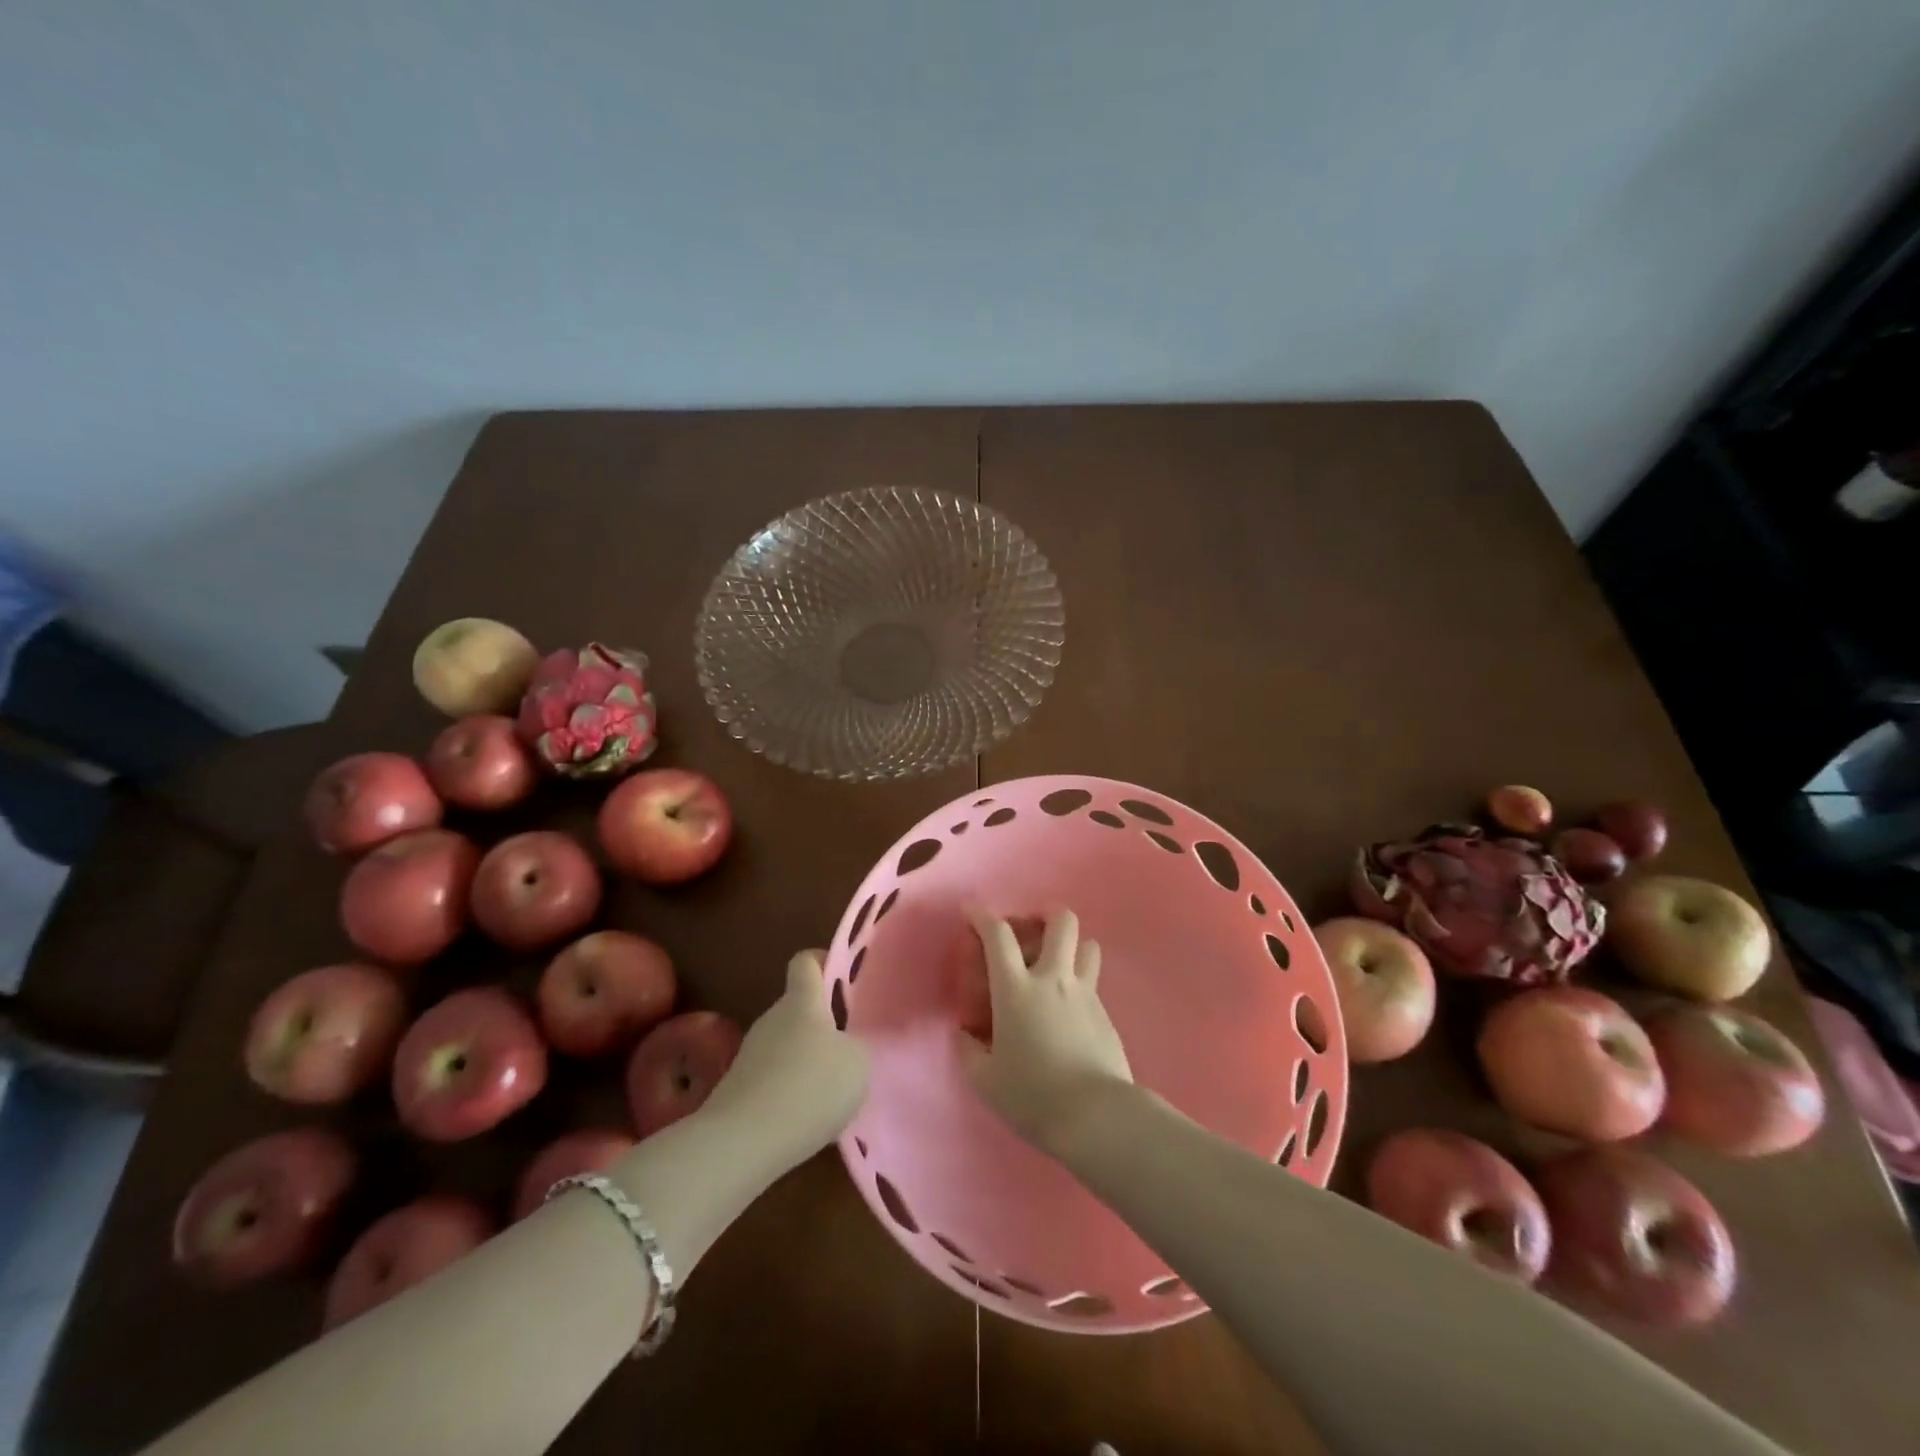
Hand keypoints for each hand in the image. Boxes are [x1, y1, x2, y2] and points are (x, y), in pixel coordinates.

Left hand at [700, 951, 869, 1171]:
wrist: (741, 1143)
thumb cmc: (809, 1088)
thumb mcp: (857, 1064)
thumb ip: (855, 1047)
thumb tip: (845, 1047)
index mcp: (801, 1002)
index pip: (806, 961)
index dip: (825, 962)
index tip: (846, 979)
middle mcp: (772, 1019)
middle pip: (799, 1008)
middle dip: (824, 1024)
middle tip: (850, 1048)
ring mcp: (751, 1054)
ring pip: (787, 1045)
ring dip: (807, 1061)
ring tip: (832, 1092)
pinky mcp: (738, 1089)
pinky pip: (773, 1078)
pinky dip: (791, 1092)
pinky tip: (807, 1118)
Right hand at [959, 908, 1133, 1152]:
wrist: (1095, 1116)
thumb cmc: (1032, 1096)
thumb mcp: (985, 1079)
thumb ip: (969, 1050)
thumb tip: (966, 1034)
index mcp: (1016, 989)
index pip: (998, 936)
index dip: (982, 916)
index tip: (972, 911)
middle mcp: (1053, 979)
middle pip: (1061, 922)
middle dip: (1047, 916)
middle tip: (1033, 931)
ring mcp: (1085, 994)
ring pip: (1088, 946)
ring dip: (1072, 947)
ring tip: (1058, 966)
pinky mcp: (1106, 1015)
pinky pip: (1093, 983)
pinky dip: (1080, 985)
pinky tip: (1070, 1012)